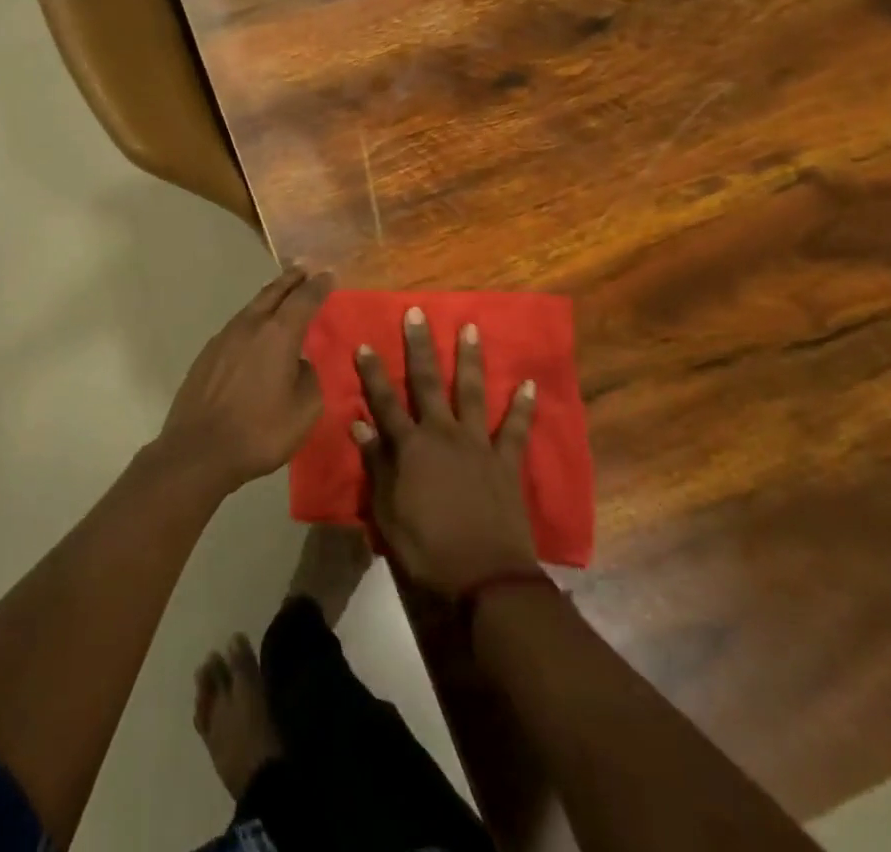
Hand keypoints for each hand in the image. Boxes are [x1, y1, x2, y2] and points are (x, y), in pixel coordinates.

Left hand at [158, 266, 332, 494]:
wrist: (198, 451)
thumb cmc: (260, 431)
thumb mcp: (304, 410)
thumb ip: (308, 378)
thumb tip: (298, 364)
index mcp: (278, 334)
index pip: (304, 299)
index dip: (318, 286)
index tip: (329, 274)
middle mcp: (250, 326)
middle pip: (273, 293)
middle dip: (291, 280)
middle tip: (304, 269)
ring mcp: (223, 338)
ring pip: (252, 308)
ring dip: (270, 297)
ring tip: (281, 295)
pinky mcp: (207, 355)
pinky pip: (237, 327)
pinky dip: (252, 321)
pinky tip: (254, 334)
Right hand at [353, 308, 538, 595]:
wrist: (484, 578)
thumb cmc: (426, 548)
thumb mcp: (386, 511)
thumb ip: (375, 465)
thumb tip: (359, 426)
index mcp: (410, 447)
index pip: (384, 402)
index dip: (372, 374)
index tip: (365, 344)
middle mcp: (442, 434)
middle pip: (428, 382)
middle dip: (420, 346)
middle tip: (417, 313)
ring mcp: (478, 444)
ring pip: (473, 392)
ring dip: (470, 359)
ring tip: (471, 327)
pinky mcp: (506, 462)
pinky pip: (517, 429)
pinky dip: (524, 407)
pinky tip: (531, 384)